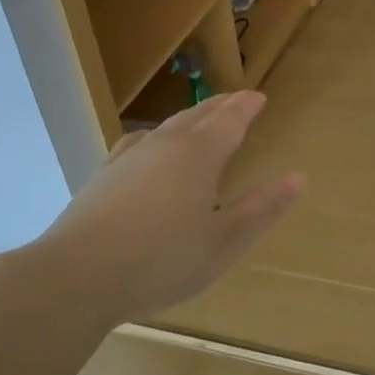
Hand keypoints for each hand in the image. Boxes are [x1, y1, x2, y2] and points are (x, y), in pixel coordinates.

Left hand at [16, 91, 304, 323]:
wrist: (76, 277)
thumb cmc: (161, 261)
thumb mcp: (224, 243)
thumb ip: (262, 209)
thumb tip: (298, 178)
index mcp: (199, 156)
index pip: (229, 119)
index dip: (246, 106)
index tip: (259, 97)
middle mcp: (164, 145)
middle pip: (197, 115)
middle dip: (220, 106)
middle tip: (236, 100)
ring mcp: (129, 158)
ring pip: (166, 126)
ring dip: (189, 118)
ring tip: (200, 119)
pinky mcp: (103, 176)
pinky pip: (138, 142)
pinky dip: (156, 137)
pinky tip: (149, 147)